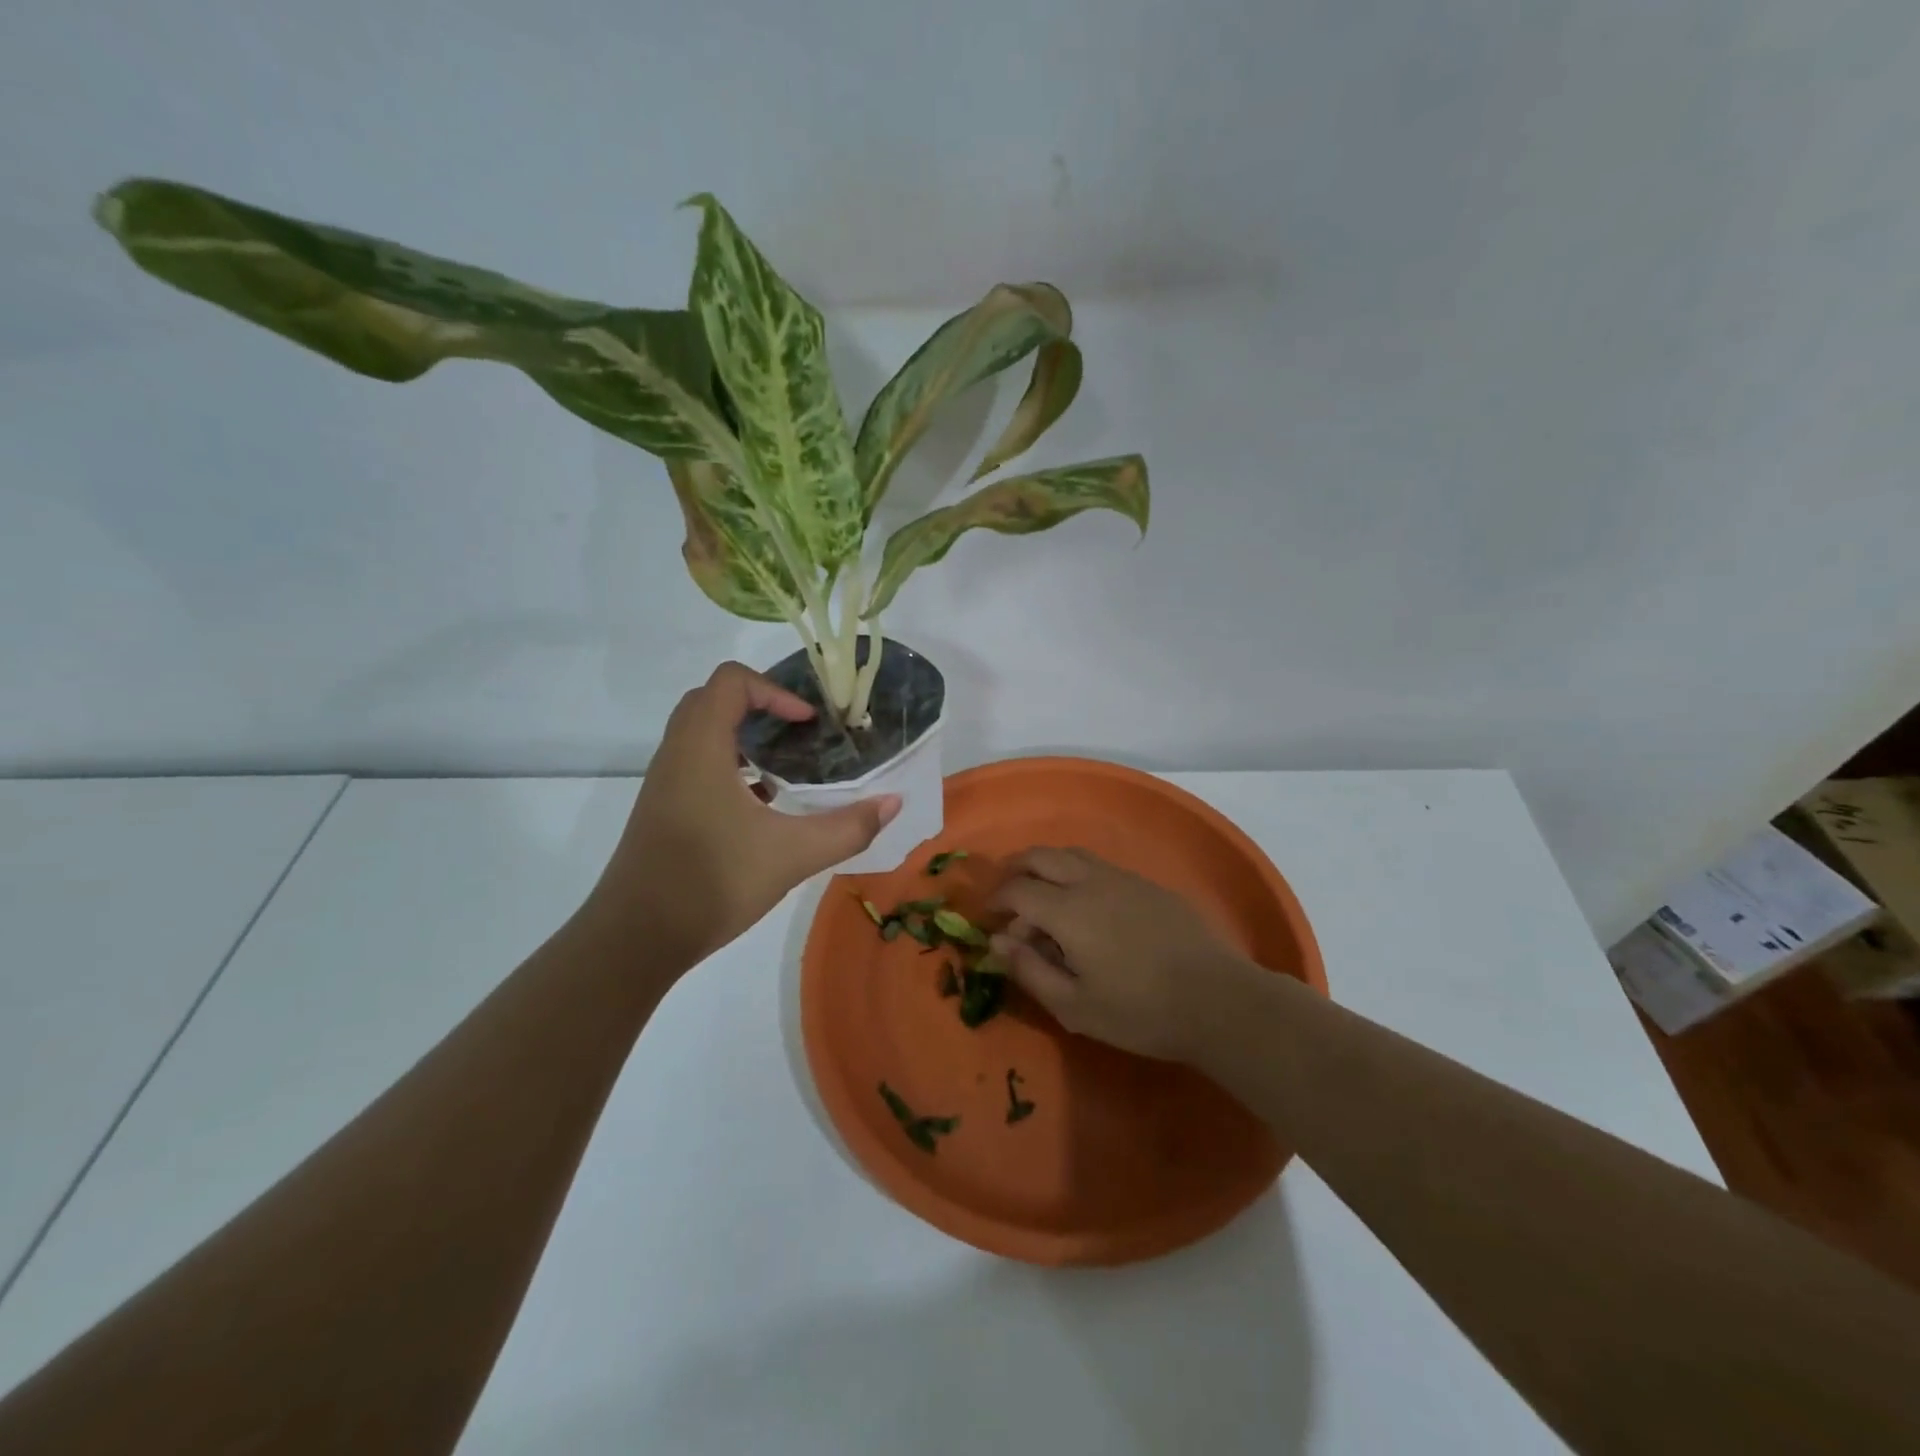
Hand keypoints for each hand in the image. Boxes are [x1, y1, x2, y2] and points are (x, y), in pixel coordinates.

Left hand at [588, 663, 899, 963]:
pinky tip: (761, 807)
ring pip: (701, 734)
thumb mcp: (793, 855)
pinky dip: (730, 767)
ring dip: (744, 737)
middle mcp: (676, 755)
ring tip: (786, 769)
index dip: (775, 691)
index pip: (731, 682)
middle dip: (760, 707)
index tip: (808, 723)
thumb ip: (848, 827)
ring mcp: (664, 784)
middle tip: (799, 735)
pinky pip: (696, 765)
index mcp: (701, 747)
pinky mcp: (662, 811)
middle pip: (712, 700)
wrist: (634, 939)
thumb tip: (893, 802)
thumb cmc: (712, 882)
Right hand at [990, 847, 1253, 1060]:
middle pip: (1040, 856)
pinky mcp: (1147, 884)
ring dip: (1046, 866)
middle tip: (1006, 896)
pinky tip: (1085, 904)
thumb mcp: (1074, 1007)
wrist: (1217, 1000)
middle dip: (1015, 870)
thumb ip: (1030, 970)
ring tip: (1041, 896)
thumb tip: (999, 942)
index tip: (989, 919)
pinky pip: (1098, 865)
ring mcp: (1122, 878)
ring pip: (1070, 854)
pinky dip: (1075, 873)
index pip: (1017, 890)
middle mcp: (1090, 881)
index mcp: (1067, 910)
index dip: (996, 900)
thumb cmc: (1140, 1011)